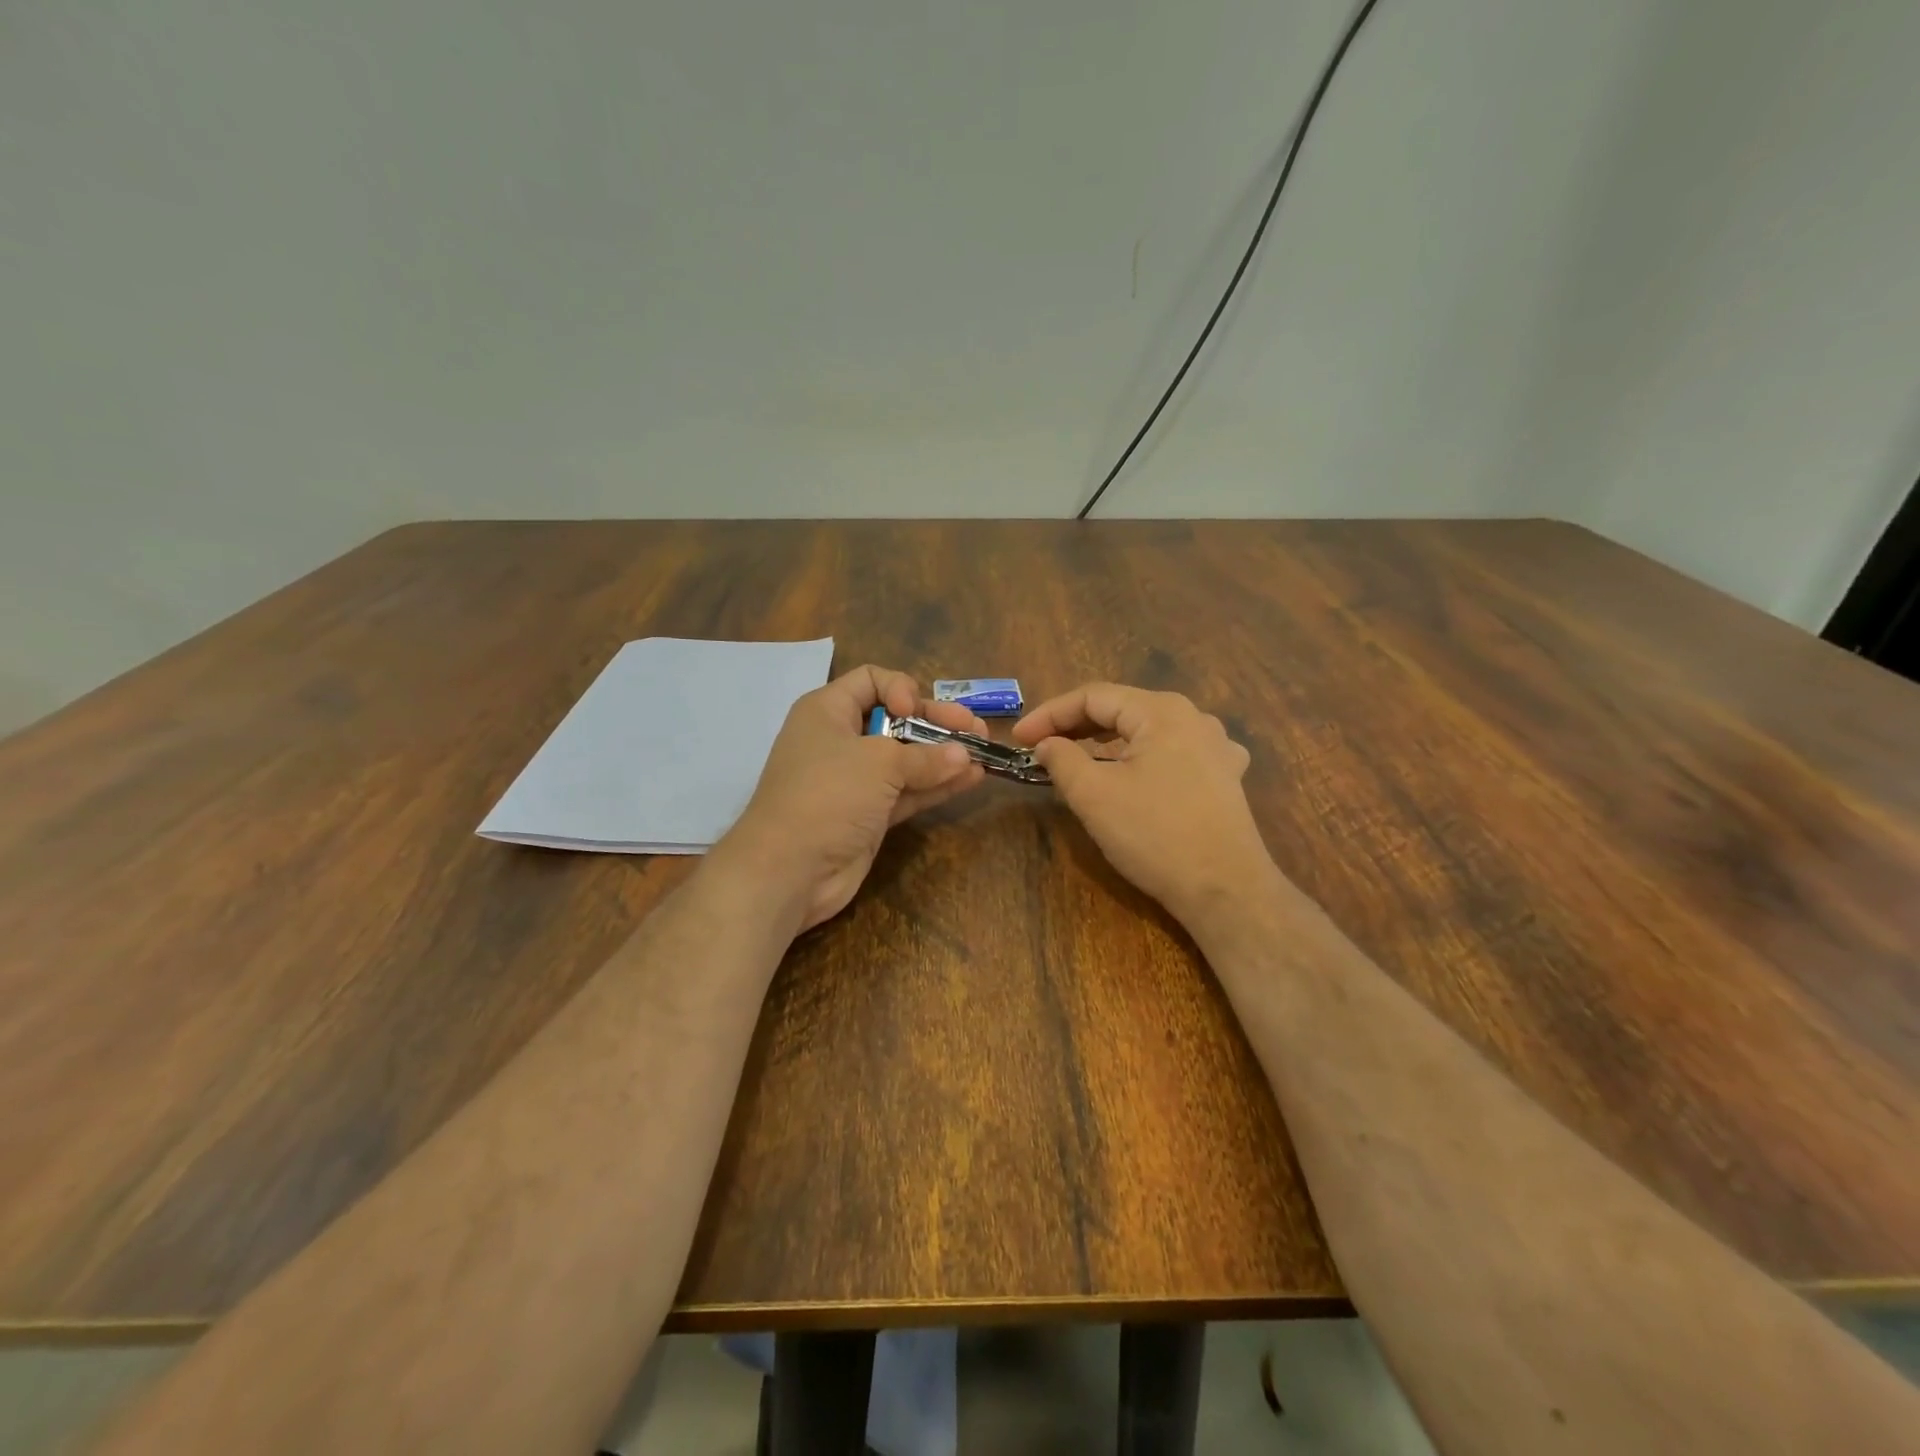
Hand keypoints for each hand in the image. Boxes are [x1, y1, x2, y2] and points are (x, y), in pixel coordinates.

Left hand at [718, 665, 988, 933]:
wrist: (789, 870)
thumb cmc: (827, 795)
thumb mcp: (877, 763)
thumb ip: (924, 756)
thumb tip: (963, 755)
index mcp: (828, 711)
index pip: (870, 680)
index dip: (900, 688)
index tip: (914, 711)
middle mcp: (842, 740)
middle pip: (896, 720)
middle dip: (936, 722)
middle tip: (975, 728)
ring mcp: (856, 781)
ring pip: (907, 758)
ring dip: (944, 755)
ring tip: (985, 751)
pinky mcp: (869, 814)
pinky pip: (909, 791)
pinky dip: (937, 785)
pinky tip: (972, 778)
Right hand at [1013, 684, 1274, 928]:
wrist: (1226, 890)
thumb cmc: (1155, 836)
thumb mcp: (1094, 795)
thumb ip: (1062, 759)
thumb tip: (1047, 744)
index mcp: (1161, 711)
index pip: (1093, 696)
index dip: (1049, 713)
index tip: (1019, 738)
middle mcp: (1194, 717)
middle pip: (1123, 709)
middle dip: (1076, 725)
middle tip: (1041, 747)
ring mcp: (1217, 747)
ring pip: (1148, 731)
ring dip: (1108, 741)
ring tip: (1079, 757)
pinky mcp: (1225, 777)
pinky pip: (1174, 753)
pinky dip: (1142, 757)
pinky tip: (1137, 773)